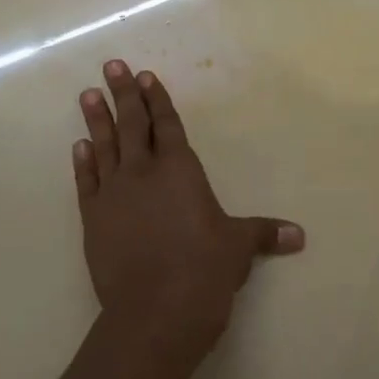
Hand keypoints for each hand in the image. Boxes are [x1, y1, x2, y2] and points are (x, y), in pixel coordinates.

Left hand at [72, 60, 303, 365]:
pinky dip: (83, 162)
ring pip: (104, 145)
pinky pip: (86, 182)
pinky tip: (79, 146)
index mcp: (180, 170)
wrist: (155, 312)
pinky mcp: (93, 219)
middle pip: (132, 124)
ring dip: (96, 119)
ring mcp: (114, 194)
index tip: (146, 77)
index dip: (157, 99)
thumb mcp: (238, 248)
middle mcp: (144, 172)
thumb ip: (264, 234)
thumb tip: (299, 235)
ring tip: (87, 94)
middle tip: (112, 66)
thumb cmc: (204, 271)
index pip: (167, 125)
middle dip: (123, 93)